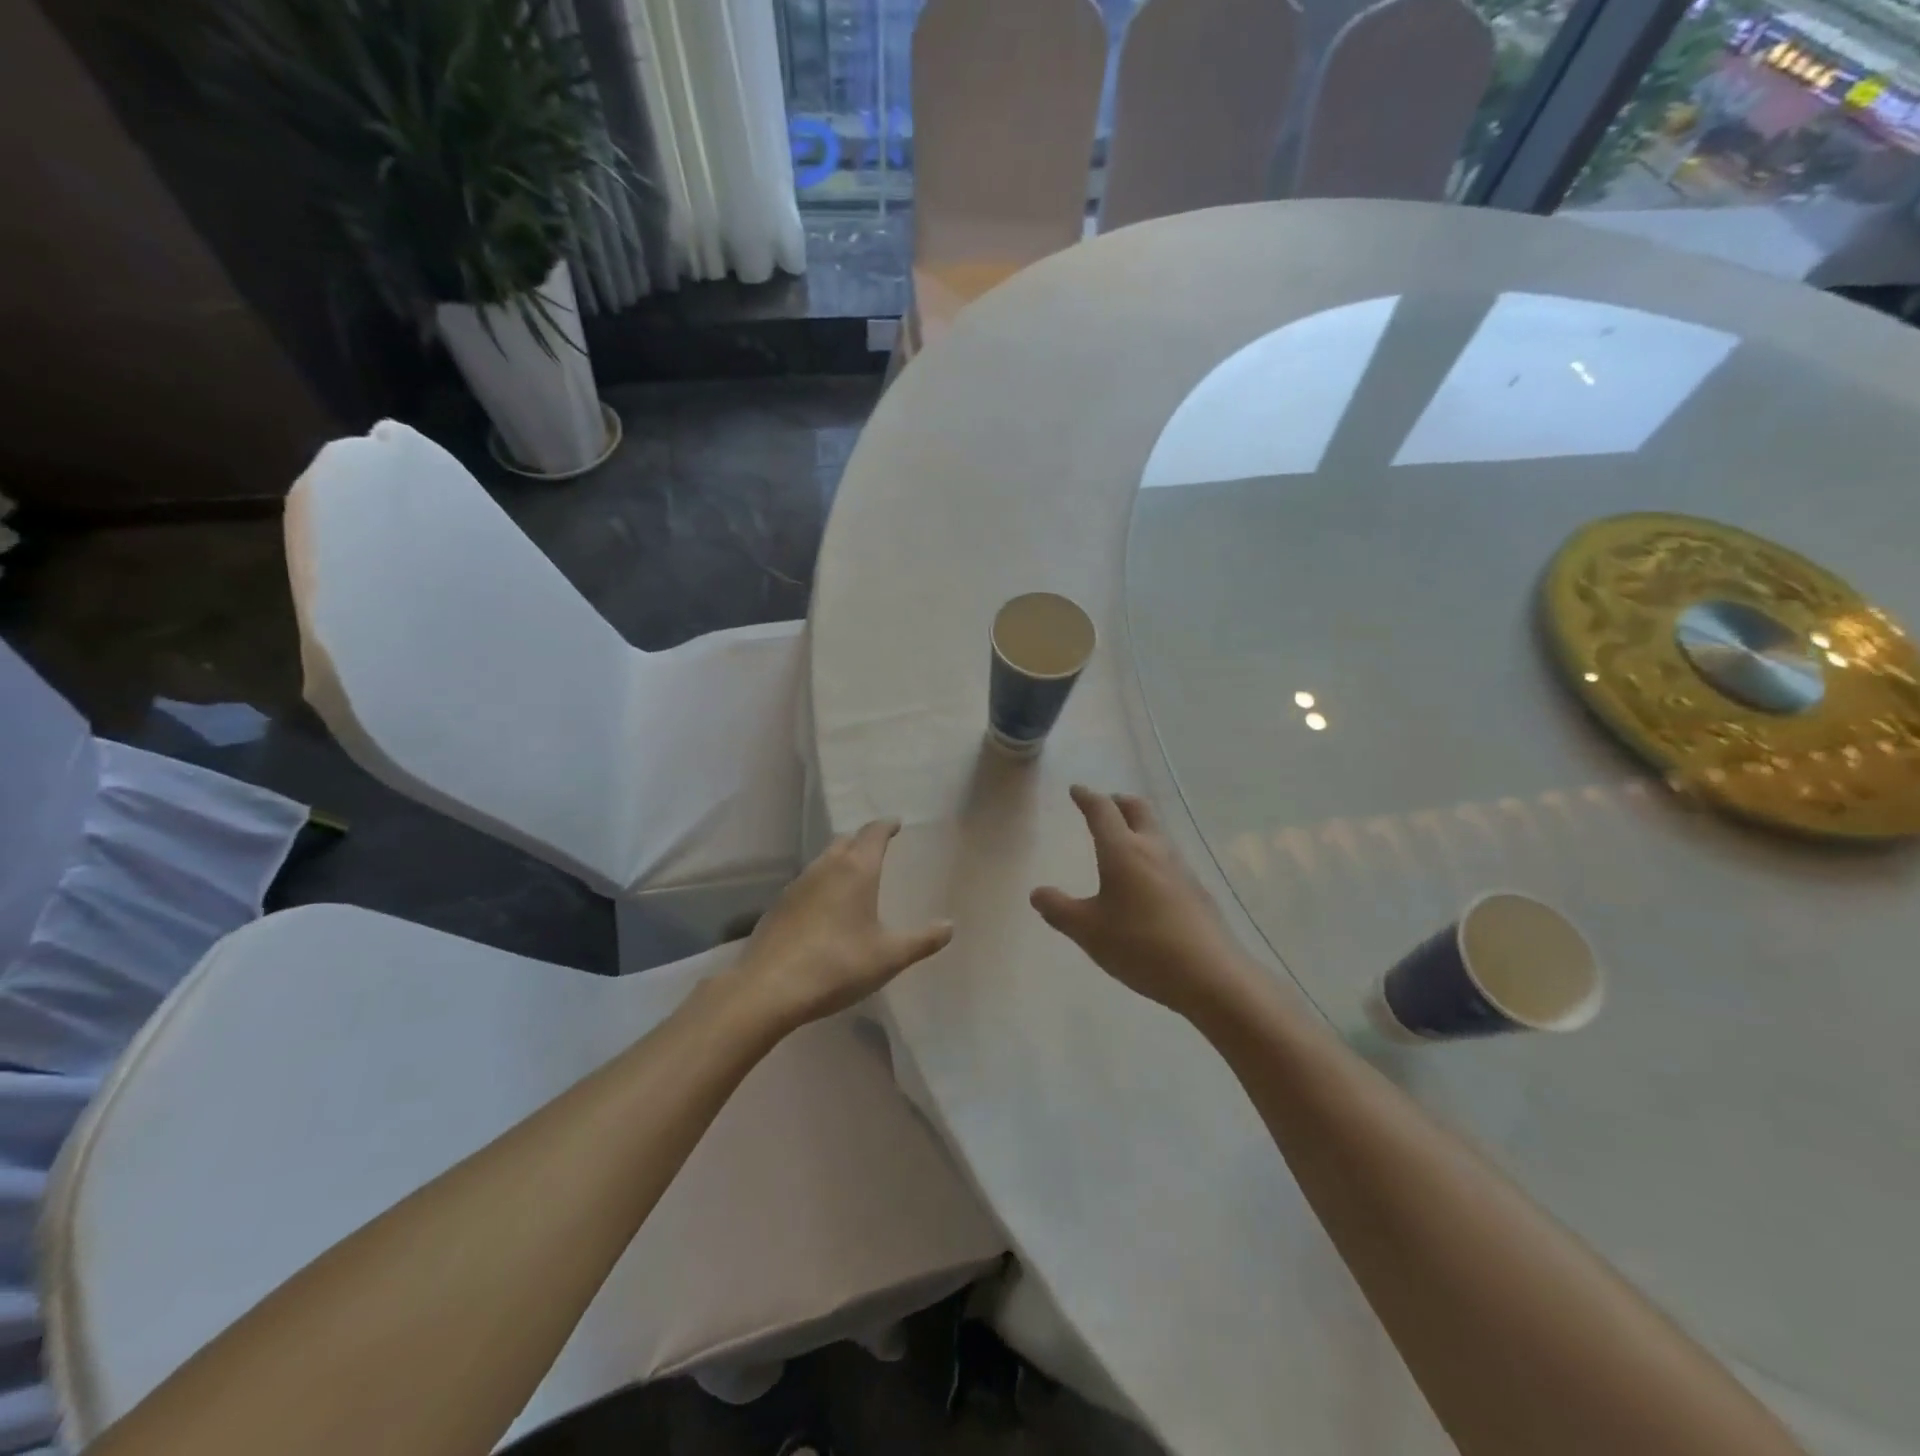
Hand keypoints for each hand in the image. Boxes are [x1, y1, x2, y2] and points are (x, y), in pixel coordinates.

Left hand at [730, 820, 953, 1031]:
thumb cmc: (837, 965)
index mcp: (856, 870)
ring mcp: (797, 885)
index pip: (873, 833)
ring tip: (854, 879)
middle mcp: (825, 867)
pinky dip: (821, 886)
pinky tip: (824, 910)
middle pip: (846, 842)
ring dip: (840, 862)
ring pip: (823, 861)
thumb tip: (949, 926)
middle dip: (863, 842)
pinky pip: (807, 884)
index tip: (896, 824)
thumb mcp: (889, 957)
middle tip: (877, 850)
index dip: (886, 826)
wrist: (768, 988)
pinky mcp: (778, 906)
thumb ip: (922, 940)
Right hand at [1031, 785, 1259, 1021]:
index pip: (1102, 811)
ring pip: (1156, 832)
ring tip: (1123, 839)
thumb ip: (1060, 910)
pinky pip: (1168, 857)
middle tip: (1104, 804)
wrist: (1210, 975)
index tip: (1077, 790)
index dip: (1087, 798)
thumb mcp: (1088, 931)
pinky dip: (1152, 853)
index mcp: (1123, 851)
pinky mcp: (1196, 890)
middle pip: (1137, 809)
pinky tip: (1147, 879)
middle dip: (1118, 801)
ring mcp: (1181, 868)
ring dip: (1138, 825)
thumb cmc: (1141, 946)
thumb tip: (1038, 893)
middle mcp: (1154, 849)